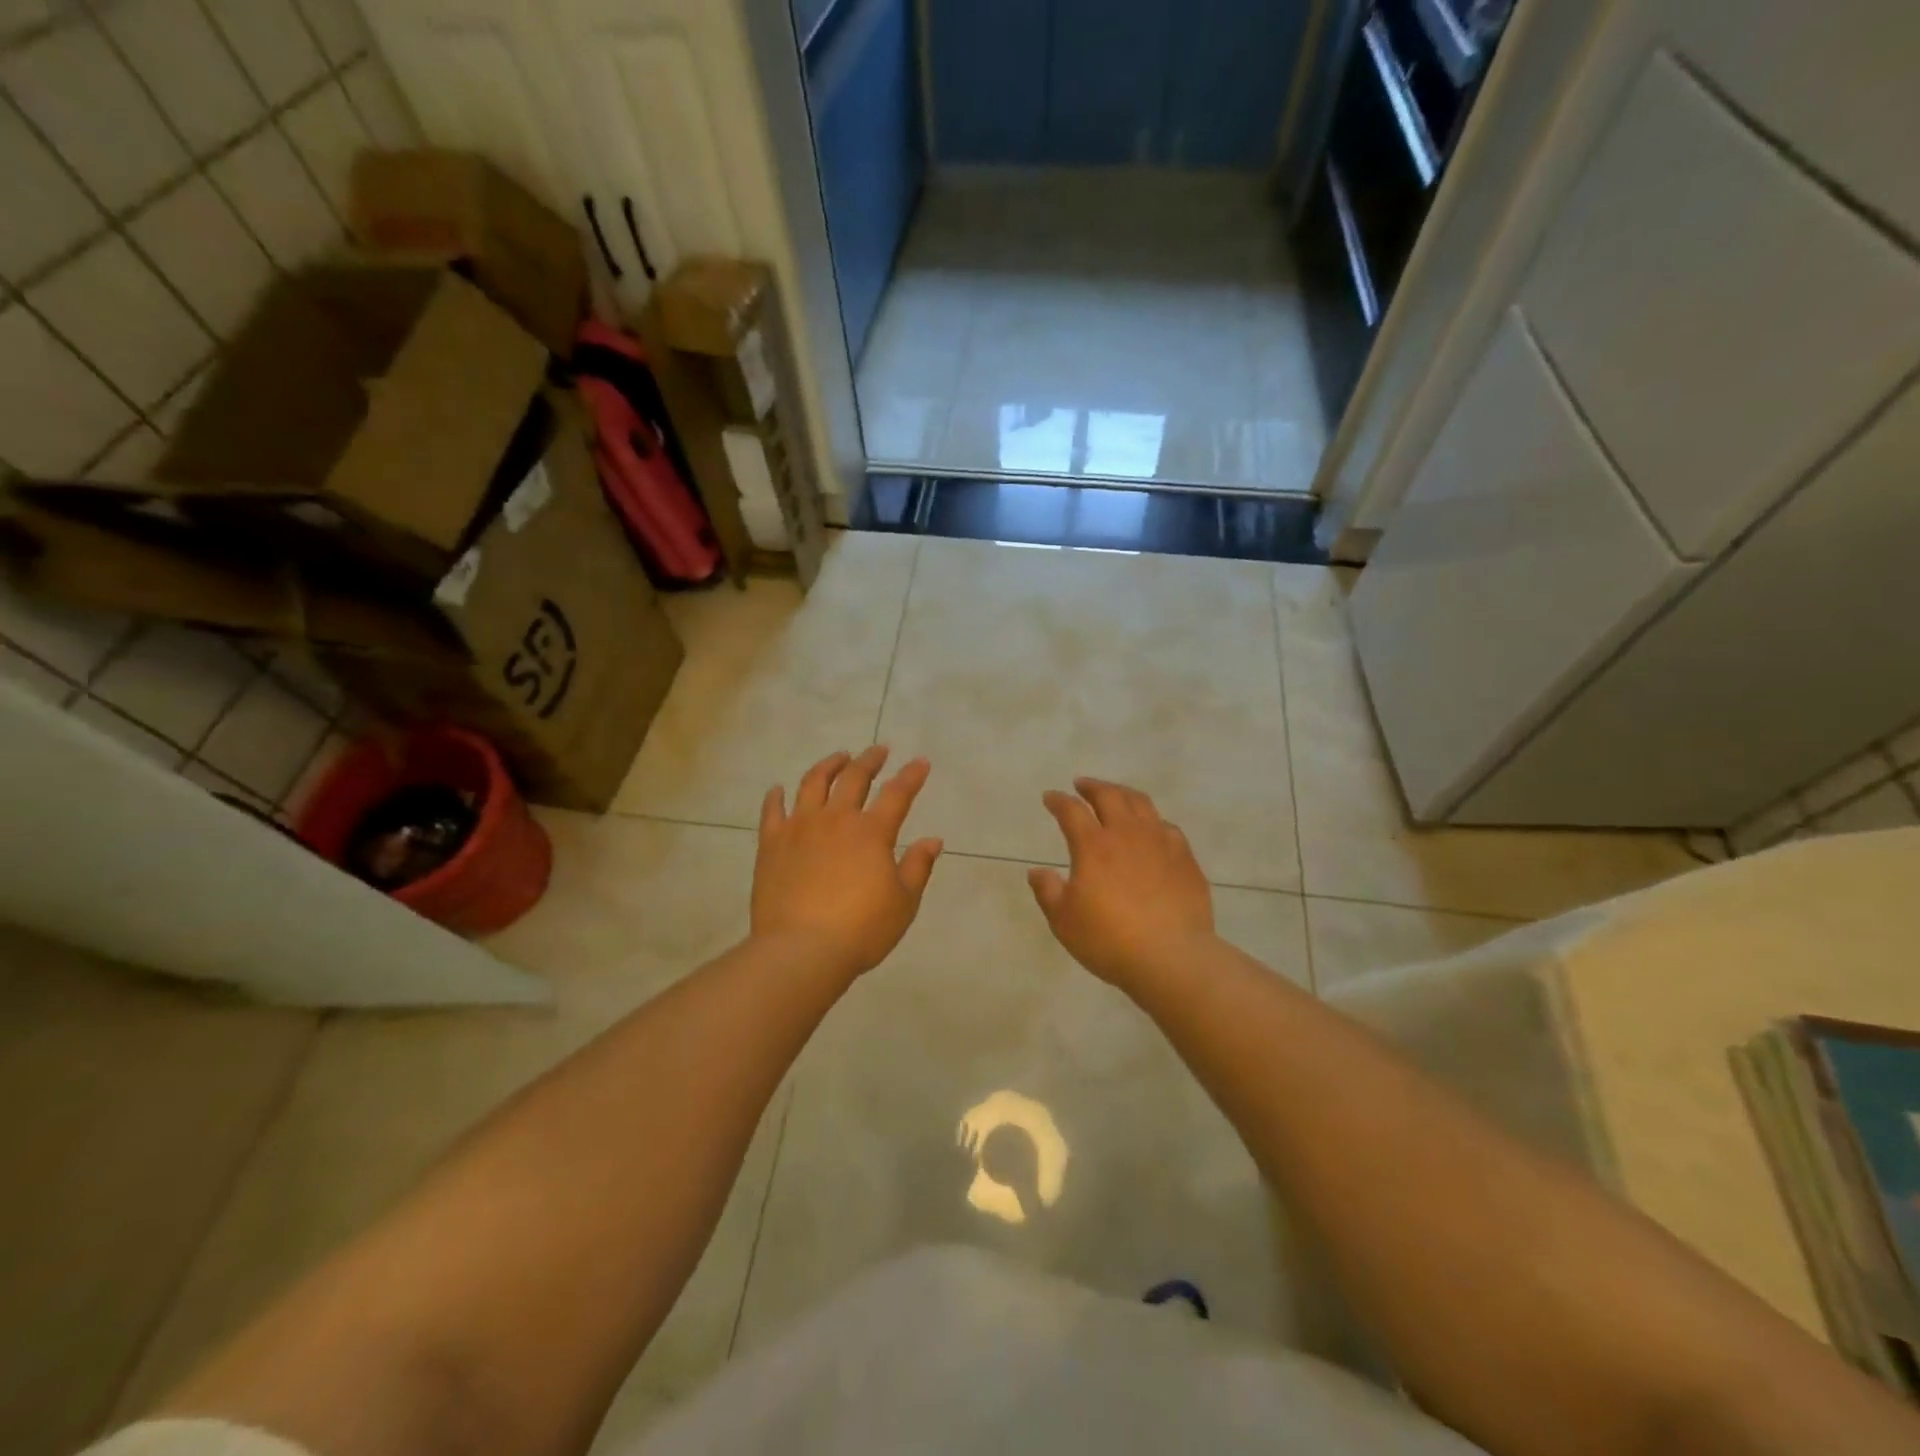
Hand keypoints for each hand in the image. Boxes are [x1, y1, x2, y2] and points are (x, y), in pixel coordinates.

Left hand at [751, 747, 942, 981]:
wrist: (801, 950)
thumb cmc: (861, 930)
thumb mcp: (903, 902)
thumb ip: (918, 867)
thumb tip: (933, 840)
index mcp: (872, 832)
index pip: (897, 793)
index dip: (911, 776)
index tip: (920, 762)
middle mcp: (836, 819)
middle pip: (854, 777)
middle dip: (870, 760)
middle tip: (879, 750)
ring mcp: (800, 827)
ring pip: (813, 783)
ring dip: (828, 765)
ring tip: (838, 757)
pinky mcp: (771, 843)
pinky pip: (772, 810)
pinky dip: (776, 796)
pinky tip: (779, 789)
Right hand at [1028, 778, 1214, 992]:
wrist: (1172, 957)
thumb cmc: (1109, 940)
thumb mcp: (1064, 921)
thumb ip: (1048, 892)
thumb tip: (1037, 872)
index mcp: (1093, 846)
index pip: (1071, 811)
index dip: (1058, 801)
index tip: (1050, 798)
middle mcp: (1127, 834)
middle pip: (1109, 795)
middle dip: (1092, 786)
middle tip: (1082, 785)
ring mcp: (1160, 843)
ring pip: (1142, 804)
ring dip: (1123, 794)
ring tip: (1116, 795)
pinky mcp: (1185, 858)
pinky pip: (1167, 827)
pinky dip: (1153, 821)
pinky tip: (1152, 830)